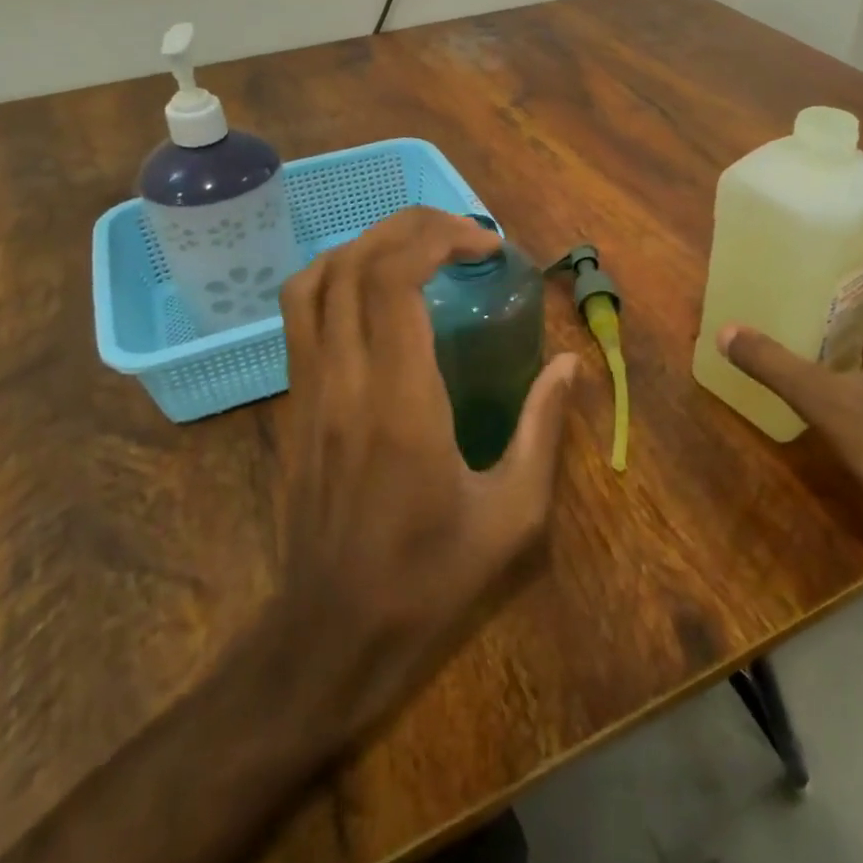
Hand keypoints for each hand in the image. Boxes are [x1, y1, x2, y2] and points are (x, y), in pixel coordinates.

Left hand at [274, 207, 579, 742]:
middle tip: (463, 234)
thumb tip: (569, 364)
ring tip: (417, 249)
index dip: (438, 239)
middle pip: (354, 264)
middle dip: (410, 227)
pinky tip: (375, 291)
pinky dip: (336, 276)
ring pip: (315, 280)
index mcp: (401, 404)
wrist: (331, 634)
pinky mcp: (293, 404)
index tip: (486, 246)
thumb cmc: (429, 578)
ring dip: (367, 244)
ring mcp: (308, 391)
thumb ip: (542, 429)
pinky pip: (299, 314)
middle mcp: (344, 382)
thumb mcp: (512, 515)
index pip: (394, 281)